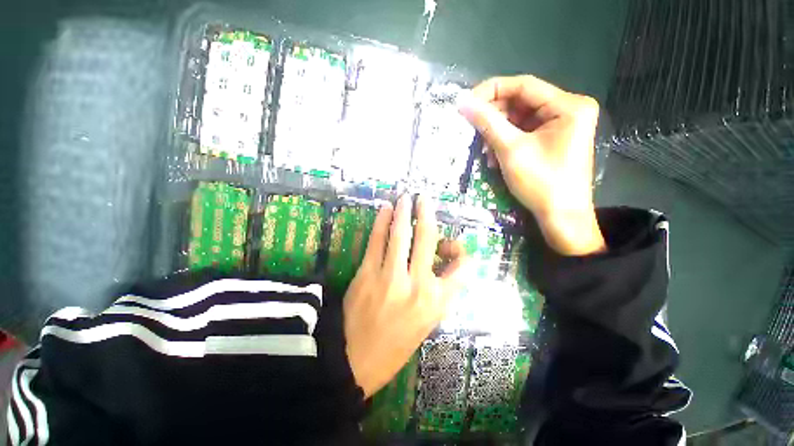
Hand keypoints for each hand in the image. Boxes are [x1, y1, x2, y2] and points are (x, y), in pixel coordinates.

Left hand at [343, 195, 465, 397]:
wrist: (357, 359)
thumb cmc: (397, 342)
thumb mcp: (428, 321)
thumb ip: (441, 290)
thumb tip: (443, 261)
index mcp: (438, 301)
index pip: (462, 267)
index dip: (460, 249)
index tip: (452, 242)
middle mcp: (419, 285)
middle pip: (427, 239)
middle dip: (426, 213)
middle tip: (424, 197)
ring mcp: (391, 277)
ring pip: (401, 235)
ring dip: (404, 212)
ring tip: (406, 197)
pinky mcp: (367, 273)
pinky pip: (377, 240)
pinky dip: (381, 222)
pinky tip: (385, 209)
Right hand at [458, 75, 605, 255]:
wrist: (561, 216)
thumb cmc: (541, 183)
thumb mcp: (511, 150)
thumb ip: (487, 123)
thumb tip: (463, 102)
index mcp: (568, 105)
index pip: (524, 85)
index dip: (492, 90)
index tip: (467, 102)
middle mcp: (569, 109)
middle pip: (522, 102)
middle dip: (494, 116)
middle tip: (472, 128)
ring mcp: (562, 125)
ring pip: (521, 118)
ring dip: (498, 131)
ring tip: (484, 149)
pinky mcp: (554, 139)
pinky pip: (525, 132)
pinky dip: (507, 140)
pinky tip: (494, 155)